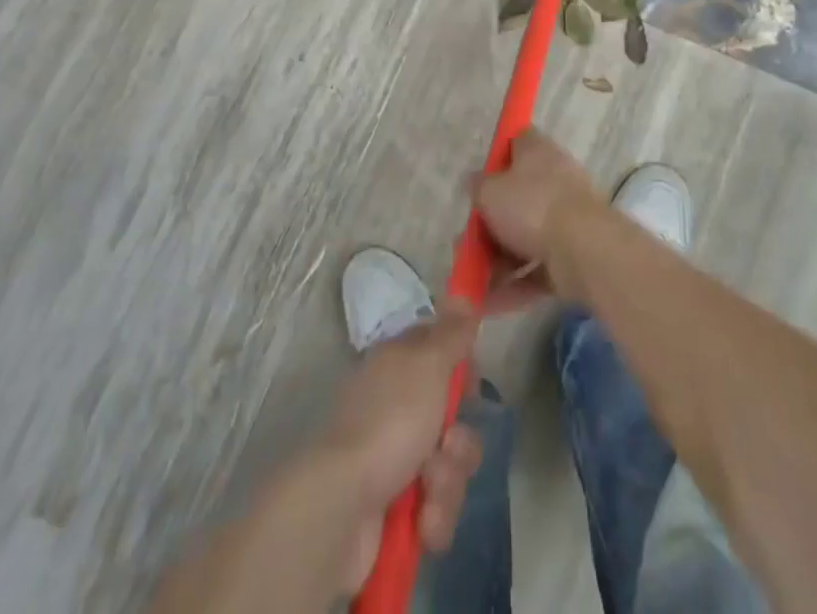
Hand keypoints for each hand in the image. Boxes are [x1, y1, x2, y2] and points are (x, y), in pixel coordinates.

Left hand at [318, 300, 483, 592]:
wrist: (343, 507)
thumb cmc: (389, 422)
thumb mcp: (427, 364)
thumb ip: (451, 333)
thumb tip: (462, 293)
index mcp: (398, 366)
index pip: (441, 355)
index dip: (463, 371)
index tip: (472, 385)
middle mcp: (396, 407)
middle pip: (452, 418)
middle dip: (460, 441)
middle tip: (448, 445)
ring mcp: (395, 459)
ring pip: (449, 466)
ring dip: (448, 482)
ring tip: (428, 492)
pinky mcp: (396, 509)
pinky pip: (435, 509)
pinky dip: (434, 517)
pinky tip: (421, 523)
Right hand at [475, 131, 604, 305]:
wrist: (585, 250)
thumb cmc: (532, 207)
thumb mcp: (490, 192)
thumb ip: (478, 187)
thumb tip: (476, 182)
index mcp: (537, 152)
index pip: (516, 141)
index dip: (497, 155)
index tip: (480, 178)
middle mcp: (555, 179)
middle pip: (517, 196)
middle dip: (490, 224)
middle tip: (467, 242)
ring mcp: (567, 219)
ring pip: (526, 236)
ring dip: (498, 261)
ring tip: (471, 283)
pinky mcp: (574, 255)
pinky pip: (537, 268)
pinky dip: (515, 285)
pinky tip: (488, 305)